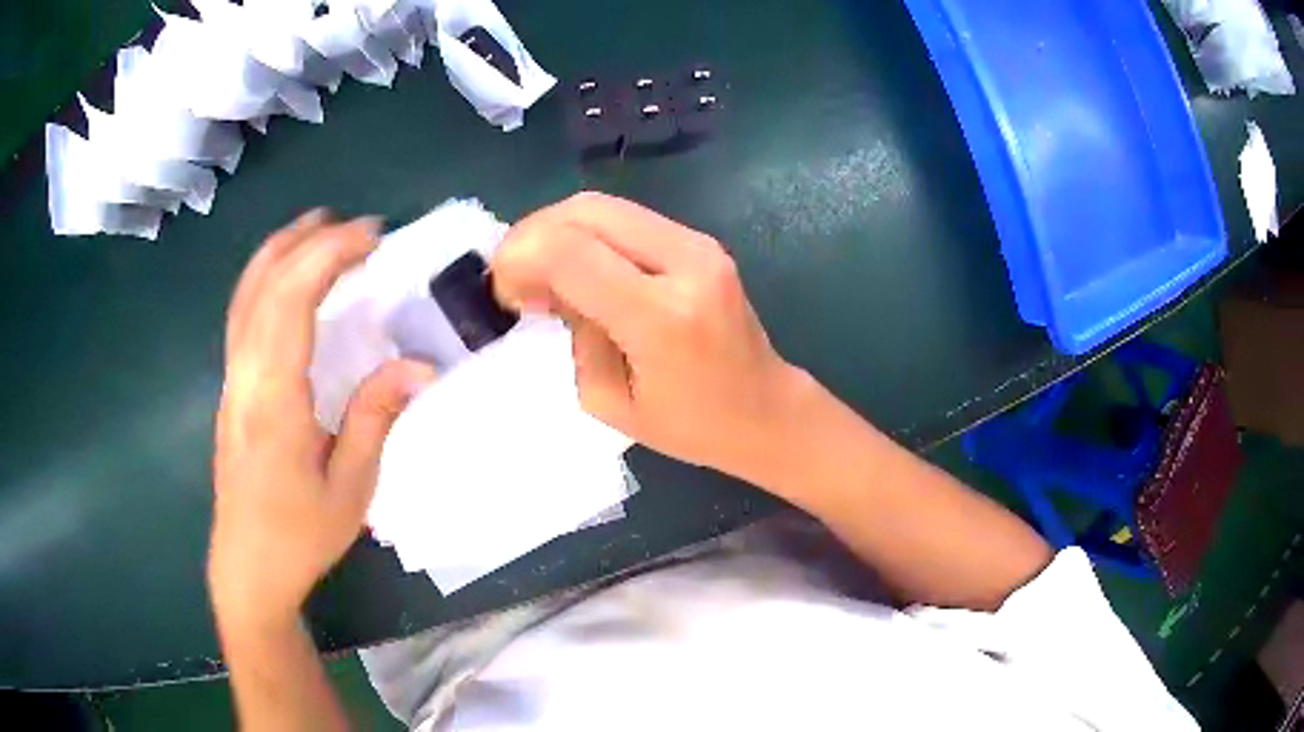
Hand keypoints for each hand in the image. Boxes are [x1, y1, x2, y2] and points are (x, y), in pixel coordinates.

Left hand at [209, 210, 434, 632]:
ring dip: (281, 250)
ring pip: (245, 294)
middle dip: (310, 242)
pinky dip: (266, 278)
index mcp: (273, 400)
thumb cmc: (301, 535)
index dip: (328, 257)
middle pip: (265, 285)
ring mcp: (231, 380)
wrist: (248, 566)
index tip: (372, 237)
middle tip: (358, 227)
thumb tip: (420, 365)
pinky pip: (242, 314)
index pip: (291, 302)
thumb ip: (375, 417)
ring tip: (318, 227)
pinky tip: (287, 277)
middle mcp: (244, 377)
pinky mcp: (230, 388)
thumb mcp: (350, 487)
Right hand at [492, 192, 811, 484]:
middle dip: (532, 235)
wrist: (766, 410)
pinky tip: (579, 267)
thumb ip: (573, 332)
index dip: (519, 258)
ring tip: (542, 274)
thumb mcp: (608, 400)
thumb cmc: (690, 426)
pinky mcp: (701, 240)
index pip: (569, 251)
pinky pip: (626, 218)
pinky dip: (587, 234)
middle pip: (584, 210)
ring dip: (558, 230)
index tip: (505, 293)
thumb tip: (548, 285)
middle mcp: (685, 262)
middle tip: (515, 277)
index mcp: (661, 316)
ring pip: (603, 205)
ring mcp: (699, 244)